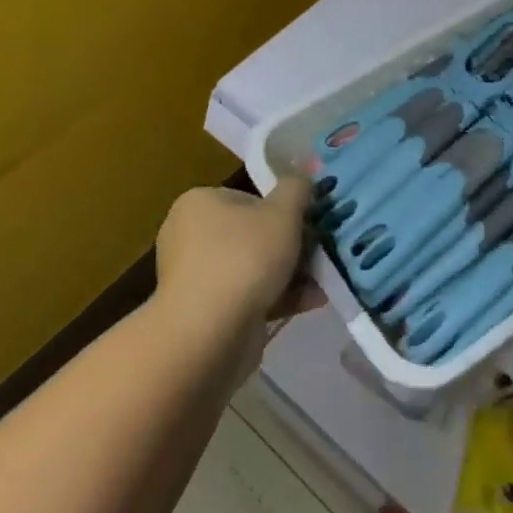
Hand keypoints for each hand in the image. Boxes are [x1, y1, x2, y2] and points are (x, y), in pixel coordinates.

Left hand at [154, 177, 311, 371]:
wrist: (208, 334)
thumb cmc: (243, 258)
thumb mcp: (282, 212)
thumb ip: (296, 189)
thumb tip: (302, 177)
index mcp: (199, 203)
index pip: (248, 198)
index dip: (282, 210)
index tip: (308, 225)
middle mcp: (189, 236)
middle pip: (252, 234)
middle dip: (290, 246)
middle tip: (320, 254)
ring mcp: (194, 277)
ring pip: (253, 268)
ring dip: (290, 274)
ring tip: (323, 282)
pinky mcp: (204, 314)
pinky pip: (247, 297)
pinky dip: (278, 297)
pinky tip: (312, 302)